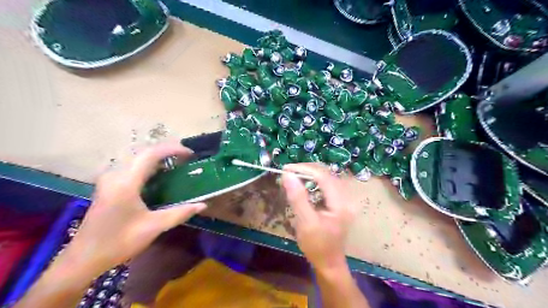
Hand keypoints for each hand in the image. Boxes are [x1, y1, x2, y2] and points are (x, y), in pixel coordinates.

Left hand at [65, 141, 207, 276]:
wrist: (83, 259)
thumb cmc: (119, 242)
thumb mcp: (153, 227)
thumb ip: (180, 213)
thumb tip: (203, 205)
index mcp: (126, 182)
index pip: (151, 154)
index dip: (172, 149)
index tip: (190, 154)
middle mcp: (115, 175)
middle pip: (144, 152)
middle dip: (167, 151)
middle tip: (186, 158)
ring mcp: (109, 179)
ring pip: (137, 158)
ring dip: (157, 157)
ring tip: (176, 163)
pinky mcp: (108, 185)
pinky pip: (131, 166)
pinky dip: (148, 165)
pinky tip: (159, 174)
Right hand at [280, 163, 357, 270]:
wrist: (329, 263)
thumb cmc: (317, 246)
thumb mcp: (305, 223)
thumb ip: (297, 198)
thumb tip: (288, 175)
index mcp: (340, 203)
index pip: (323, 176)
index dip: (304, 169)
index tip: (286, 169)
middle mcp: (346, 197)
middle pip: (327, 173)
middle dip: (307, 169)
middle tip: (288, 172)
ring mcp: (345, 199)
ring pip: (327, 177)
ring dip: (310, 174)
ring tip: (294, 175)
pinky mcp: (340, 202)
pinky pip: (328, 184)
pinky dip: (315, 181)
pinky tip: (304, 184)